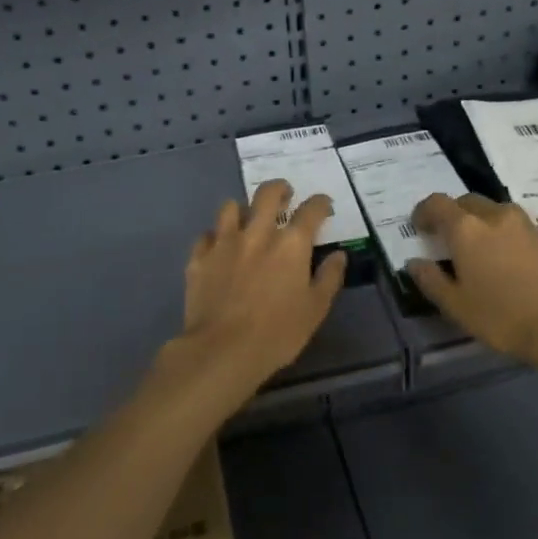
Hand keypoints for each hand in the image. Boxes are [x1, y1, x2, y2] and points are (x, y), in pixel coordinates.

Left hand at [174, 179, 347, 391]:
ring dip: (243, 209)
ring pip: (230, 207)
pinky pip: (206, 235)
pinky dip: (215, 237)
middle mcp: (257, 234)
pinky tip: (218, 247)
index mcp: (291, 245)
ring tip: (247, 219)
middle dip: (279, 188)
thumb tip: (339, 255)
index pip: (311, 210)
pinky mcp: (199, 258)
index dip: (321, 203)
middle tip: (285, 195)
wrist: (222, 350)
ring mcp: (224, 243)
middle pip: (267, 194)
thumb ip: (329, 278)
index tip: (324, 205)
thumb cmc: (278, 333)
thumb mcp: (315, 310)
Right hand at [408, 193, 537, 366]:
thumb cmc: (501, 317)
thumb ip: (431, 280)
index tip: (419, 227)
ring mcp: (526, 224)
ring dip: (482, 221)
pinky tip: (509, 260)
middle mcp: (495, 216)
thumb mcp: (456, 306)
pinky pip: (518, 226)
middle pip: (467, 202)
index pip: (437, 203)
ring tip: (481, 248)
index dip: (424, 212)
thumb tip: (415, 262)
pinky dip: (506, 234)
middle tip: (449, 239)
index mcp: (466, 229)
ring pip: (496, 211)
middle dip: (454, 215)